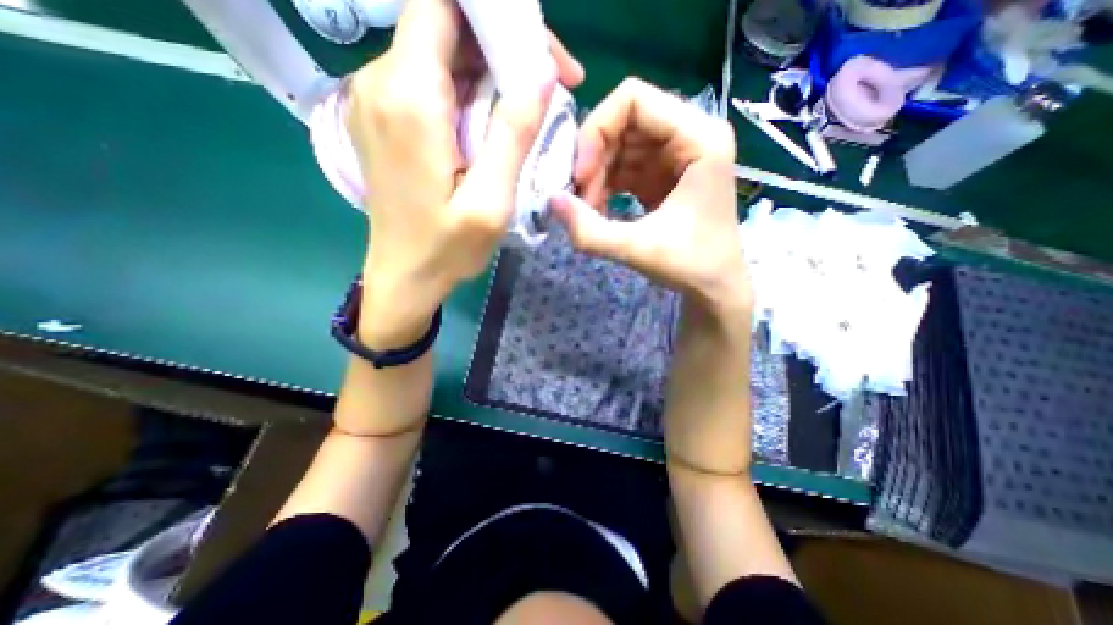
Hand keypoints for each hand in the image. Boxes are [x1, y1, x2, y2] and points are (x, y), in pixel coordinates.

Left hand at [346, 0, 583, 344]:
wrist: (403, 277)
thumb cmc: (447, 249)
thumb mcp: (491, 202)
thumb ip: (513, 134)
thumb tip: (542, 71)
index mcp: (409, 98)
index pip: (443, 4)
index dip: (497, 14)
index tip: (540, 53)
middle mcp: (381, 83)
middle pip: (444, 26)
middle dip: (502, 46)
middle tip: (550, 87)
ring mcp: (377, 101)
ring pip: (439, 55)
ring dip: (488, 73)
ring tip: (526, 112)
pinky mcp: (383, 120)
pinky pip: (429, 84)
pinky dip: (467, 93)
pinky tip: (490, 128)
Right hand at [552, 79, 752, 315]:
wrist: (714, 286)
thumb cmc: (691, 266)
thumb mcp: (638, 250)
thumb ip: (590, 231)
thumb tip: (550, 201)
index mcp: (699, 137)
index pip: (633, 99)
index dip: (596, 131)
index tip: (581, 177)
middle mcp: (690, 134)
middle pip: (623, 121)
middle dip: (593, 158)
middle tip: (580, 199)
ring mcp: (676, 154)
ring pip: (620, 144)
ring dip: (596, 175)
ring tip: (589, 210)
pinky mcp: (664, 174)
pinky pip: (624, 166)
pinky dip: (605, 185)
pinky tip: (598, 211)